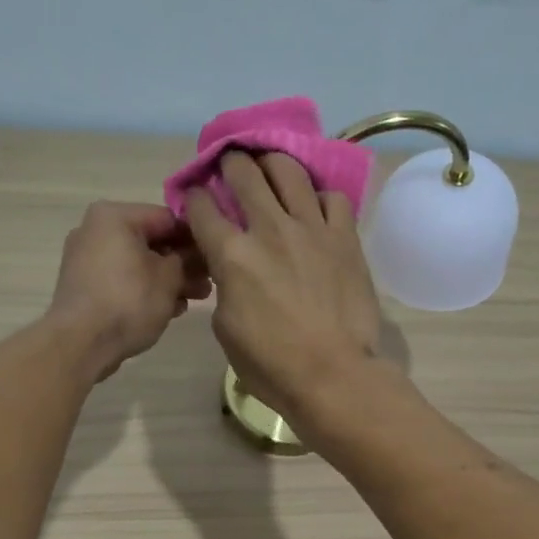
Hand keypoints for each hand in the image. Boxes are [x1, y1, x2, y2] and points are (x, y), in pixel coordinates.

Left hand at [49, 202, 209, 381]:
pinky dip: (145, 290)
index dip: (196, 239)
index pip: (167, 218)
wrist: (81, 343)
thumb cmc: (129, 301)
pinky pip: (122, 280)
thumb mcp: (169, 278)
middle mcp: (95, 230)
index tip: (215, 260)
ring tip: (194, 300)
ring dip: (168, 280)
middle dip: (182, 264)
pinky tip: (169, 309)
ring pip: (138, 263)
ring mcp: (86, 259)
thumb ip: (187, 260)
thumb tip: (194, 256)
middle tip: (208, 284)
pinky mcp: (84, 286)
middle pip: (151, 242)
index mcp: (114, 216)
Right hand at [184, 151, 385, 427]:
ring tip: (270, 170)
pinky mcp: (345, 237)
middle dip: (230, 164)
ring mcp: (311, 228)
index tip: (195, 199)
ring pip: (289, 170)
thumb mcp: (225, 327)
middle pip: (243, 172)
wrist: (332, 374)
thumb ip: (224, 285)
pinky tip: (314, 209)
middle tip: (230, 169)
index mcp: (232, 254)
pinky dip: (318, 197)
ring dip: (272, 164)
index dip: (193, 197)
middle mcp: (269, 229)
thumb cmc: (270, 363)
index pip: (201, 206)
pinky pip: (332, 197)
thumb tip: (231, 267)